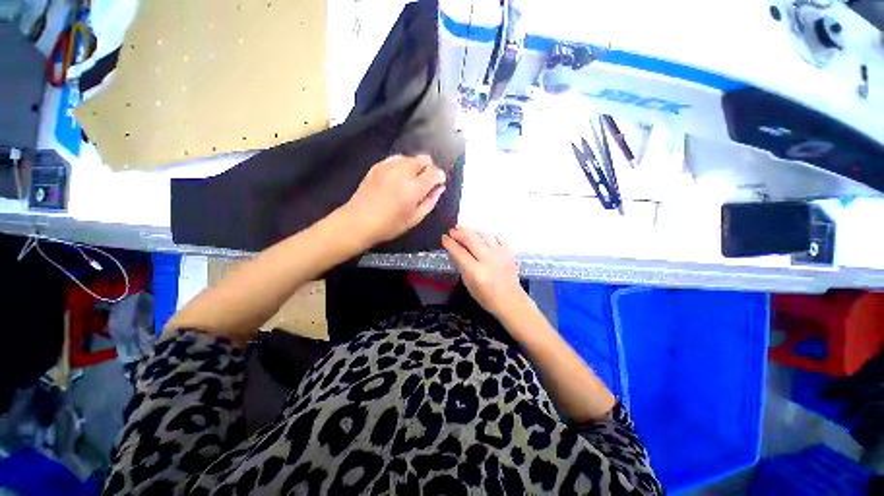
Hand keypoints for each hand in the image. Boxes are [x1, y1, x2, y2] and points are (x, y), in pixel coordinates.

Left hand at [343, 154, 446, 246]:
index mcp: (414, 188)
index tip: (439, 182)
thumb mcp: (415, 218)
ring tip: (411, 180)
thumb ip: (430, 201)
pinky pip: (396, 158)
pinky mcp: (377, 166)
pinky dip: (402, 165)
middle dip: (429, 168)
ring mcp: (388, 166)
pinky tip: (398, 177)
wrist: (359, 221)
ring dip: (416, 166)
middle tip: (426, 182)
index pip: (434, 172)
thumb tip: (440, 188)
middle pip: (423, 159)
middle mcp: (402, 172)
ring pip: (410, 157)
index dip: (440, 176)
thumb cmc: (390, 225)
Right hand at [442, 226, 527, 318]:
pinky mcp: (509, 251)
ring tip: (464, 230)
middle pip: (471, 239)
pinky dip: (487, 236)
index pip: (459, 252)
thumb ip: (461, 265)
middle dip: (459, 233)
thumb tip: (453, 250)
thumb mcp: (468, 284)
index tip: (444, 237)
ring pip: (483, 234)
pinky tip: (482, 237)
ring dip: (472, 231)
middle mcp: (488, 260)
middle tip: (452, 230)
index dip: (450, 243)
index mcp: (476, 272)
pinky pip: (496, 237)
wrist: (510, 300)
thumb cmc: (486, 297)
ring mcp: (500, 254)